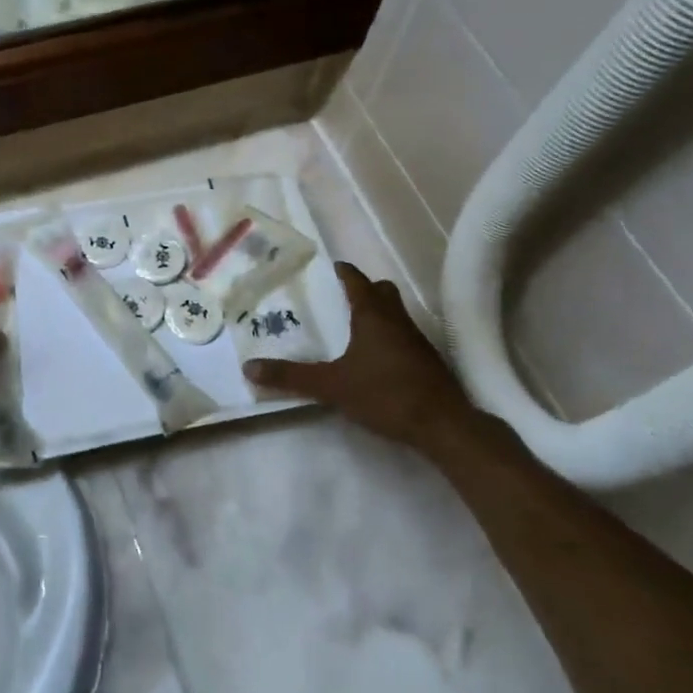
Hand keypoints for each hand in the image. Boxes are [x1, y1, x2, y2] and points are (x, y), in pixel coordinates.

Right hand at [244, 262, 480, 455]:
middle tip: (339, 299)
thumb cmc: (385, 393)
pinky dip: (388, 337)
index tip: (329, 268)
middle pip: (382, 292)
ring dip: (377, 314)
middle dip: (363, 290)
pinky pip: (403, 336)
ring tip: (351, 329)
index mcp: (373, 315)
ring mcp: (416, 340)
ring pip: (395, 314)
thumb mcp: (331, 386)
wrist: (443, 425)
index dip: (343, 272)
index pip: (356, 281)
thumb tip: (249, 368)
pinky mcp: (427, 361)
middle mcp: (397, 319)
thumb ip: (291, 377)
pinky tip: (374, 359)